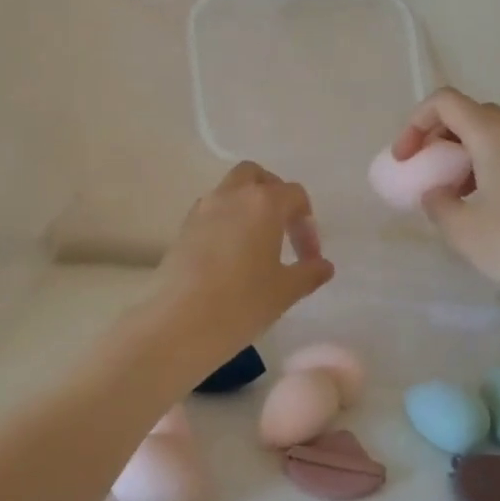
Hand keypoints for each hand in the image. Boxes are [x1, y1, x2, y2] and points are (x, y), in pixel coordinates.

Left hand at [148, 162, 334, 368]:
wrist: (176, 324)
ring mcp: (202, 210)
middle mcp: (231, 196)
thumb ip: (309, 273)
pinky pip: (211, 212)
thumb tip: (323, 265)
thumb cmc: (240, 303)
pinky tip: (231, 256)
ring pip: (230, 190)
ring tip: (257, 245)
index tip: (308, 258)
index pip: (294, 195)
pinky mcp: (182, 229)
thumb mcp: (284, 292)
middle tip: (283, 229)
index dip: (307, 224)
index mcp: (263, 203)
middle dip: (273, 195)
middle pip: (256, 176)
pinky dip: (226, 222)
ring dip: (247, 206)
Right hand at [392, 89, 499, 308]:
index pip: (445, 102)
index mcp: (494, 134)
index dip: (416, 123)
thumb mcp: (462, 229)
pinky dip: (490, 165)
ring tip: (454, 193)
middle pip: (471, 114)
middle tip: (427, 170)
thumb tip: (437, 193)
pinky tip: (487, 205)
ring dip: (465, 152)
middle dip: (440, 136)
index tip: (406, 159)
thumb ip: (437, 202)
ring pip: (495, 134)